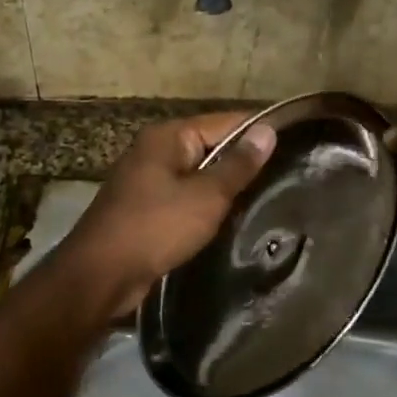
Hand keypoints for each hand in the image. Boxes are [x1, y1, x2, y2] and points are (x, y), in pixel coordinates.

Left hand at [53, 112, 277, 319]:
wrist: (100, 275)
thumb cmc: (155, 227)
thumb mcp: (206, 196)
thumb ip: (238, 165)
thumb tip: (268, 131)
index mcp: (168, 136)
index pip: (224, 121)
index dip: (258, 131)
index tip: (296, 142)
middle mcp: (155, 150)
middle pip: (211, 146)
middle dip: (243, 161)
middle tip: (288, 174)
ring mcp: (147, 179)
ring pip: (198, 174)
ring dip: (225, 186)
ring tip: (268, 196)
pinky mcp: (145, 207)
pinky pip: (184, 196)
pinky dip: (205, 204)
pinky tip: (230, 218)